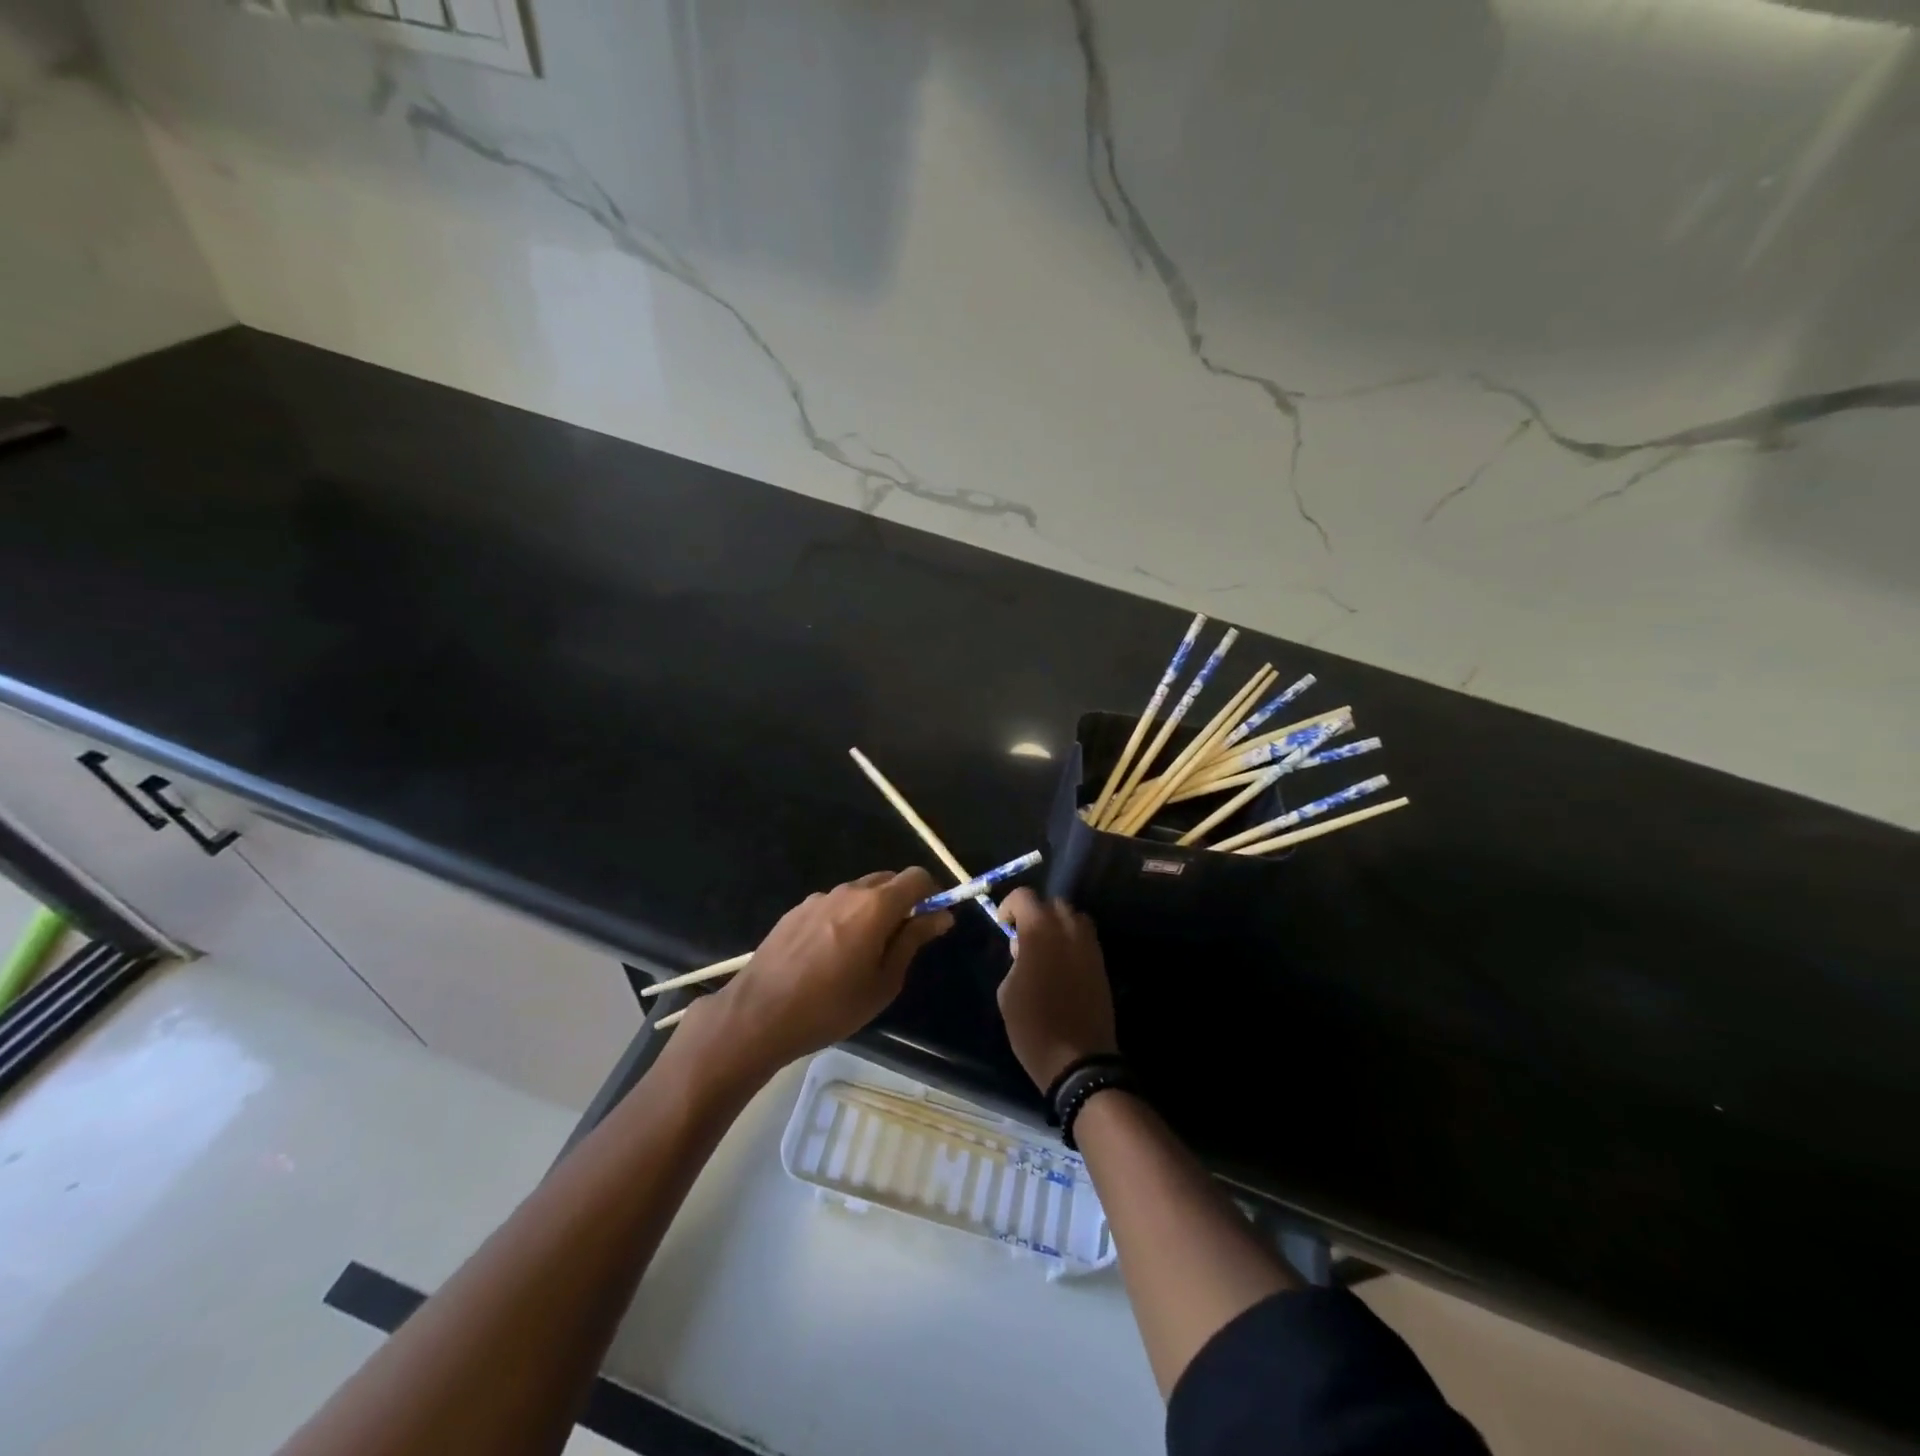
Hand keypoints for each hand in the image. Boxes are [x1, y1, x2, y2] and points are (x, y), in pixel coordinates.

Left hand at [704, 868, 953, 1071]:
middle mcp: (848, 891)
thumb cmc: (831, 1007)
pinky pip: (832, 905)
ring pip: (858, 893)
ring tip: (861, 954)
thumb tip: (940, 916)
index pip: (917, 877)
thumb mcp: (884, 982)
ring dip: (871, 911)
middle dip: (902, 902)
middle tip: (900, 941)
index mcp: (876, 906)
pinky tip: (829, 956)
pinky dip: (843, 919)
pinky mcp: (795, 911)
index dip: (931, 894)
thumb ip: (913, 941)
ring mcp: (818, 898)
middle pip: (887, 880)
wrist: (759, 1015)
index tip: (932, 921)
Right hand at [996, 889, 1117, 1091]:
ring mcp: (1089, 945)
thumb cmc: (1032, 1025)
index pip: (1024, 897)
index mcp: (1039, 931)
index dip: (1010, 906)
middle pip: (1053, 903)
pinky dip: (1072, 941)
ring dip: (1058, 925)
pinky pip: (1086, 938)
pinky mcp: (1101, 963)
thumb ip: (1014, 960)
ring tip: (1046, 948)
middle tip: (1024, 936)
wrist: (1077, 1059)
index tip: (1003, 925)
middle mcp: (1068, 929)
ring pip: (1074, 918)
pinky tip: (1062, 965)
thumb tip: (1023, 948)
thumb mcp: (1007, 991)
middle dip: (1037, 913)